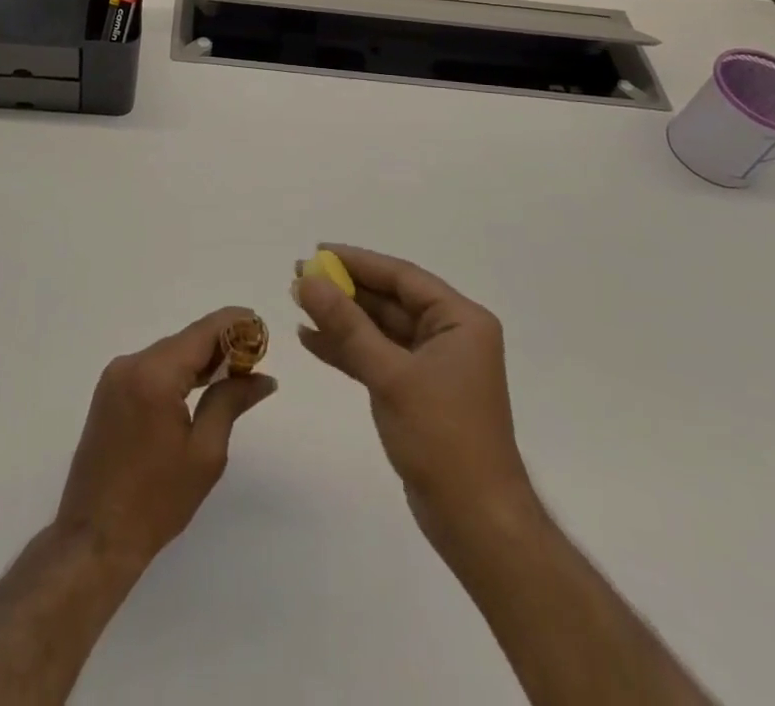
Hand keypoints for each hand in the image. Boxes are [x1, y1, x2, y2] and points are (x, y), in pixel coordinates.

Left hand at [54, 307, 276, 569]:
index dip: (233, 324)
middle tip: (256, 356)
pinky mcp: (109, 392)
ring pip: (168, 354)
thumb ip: (231, 402)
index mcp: (154, 375)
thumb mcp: (205, 453)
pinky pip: (151, 368)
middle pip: (184, 341)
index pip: (201, 333)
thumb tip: (262, 377)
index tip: (260, 324)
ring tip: (236, 371)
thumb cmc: (156, 501)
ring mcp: (115, 376)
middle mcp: (130, 364)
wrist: (95, 537)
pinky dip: (178, 372)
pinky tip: (201, 385)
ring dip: (199, 359)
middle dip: (220, 344)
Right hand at [295, 245, 537, 551]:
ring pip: (379, 329)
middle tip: (299, 276)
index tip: (317, 251)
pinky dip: (347, 349)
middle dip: (344, 289)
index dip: (358, 261)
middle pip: (389, 300)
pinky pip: (377, 357)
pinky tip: (311, 339)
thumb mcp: (390, 375)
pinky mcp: (417, 392)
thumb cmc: (443, 438)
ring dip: (341, 318)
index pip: (402, 276)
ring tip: (298, 302)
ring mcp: (433, 365)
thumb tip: (308, 280)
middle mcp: (450, 335)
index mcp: (460, 320)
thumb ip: (347, 325)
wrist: (476, 523)